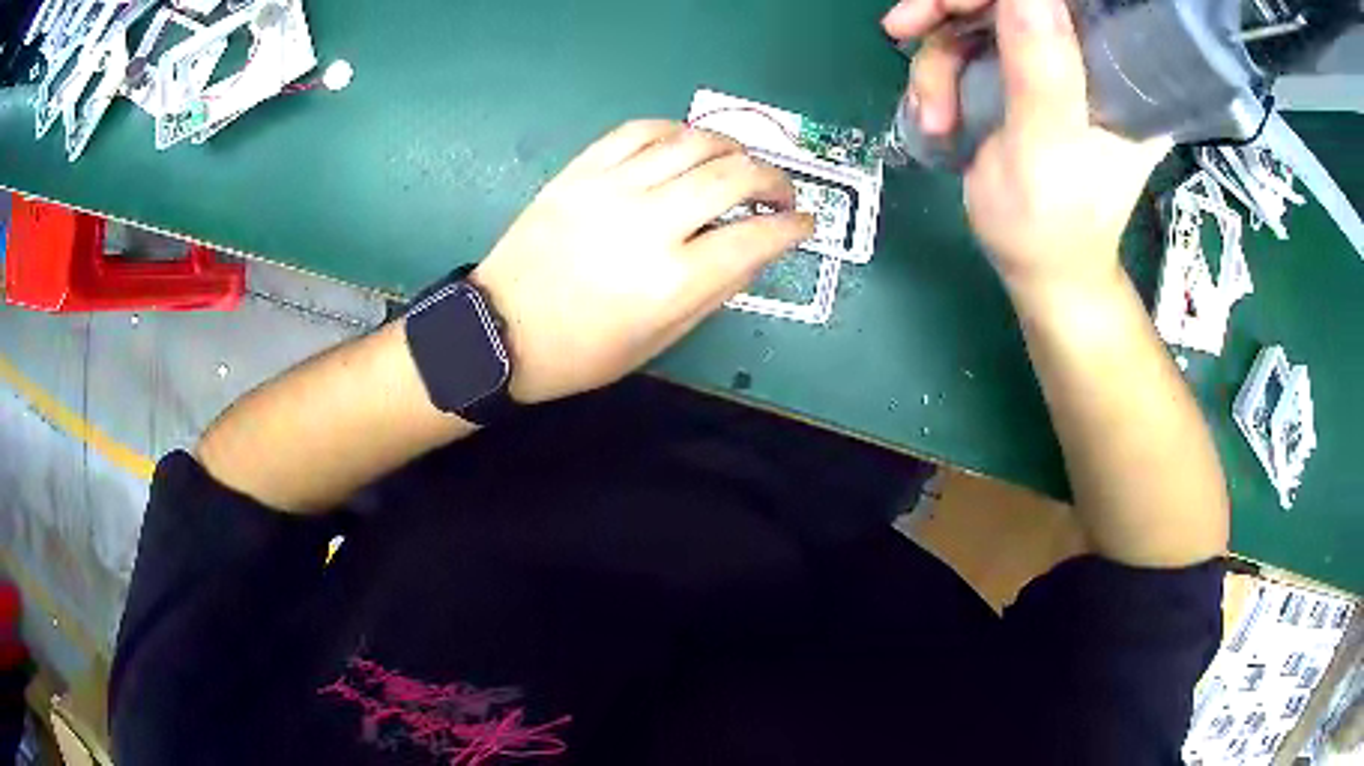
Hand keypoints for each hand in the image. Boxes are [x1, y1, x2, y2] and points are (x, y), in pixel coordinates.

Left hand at [472, 121, 812, 403]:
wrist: (499, 330)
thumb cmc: (581, 352)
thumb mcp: (658, 340)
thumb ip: (713, 292)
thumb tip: (753, 249)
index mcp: (671, 280)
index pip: (756, 237)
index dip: (792, 226)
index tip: (804, 223)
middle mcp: (648, 223)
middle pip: (733, 175)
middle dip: (773, 178)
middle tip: (780, 191)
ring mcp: (611, 188)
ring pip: (692, 142)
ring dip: (731, 147)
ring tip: (739, 163)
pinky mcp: (581, 171)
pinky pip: (639, 130)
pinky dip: (675, 130)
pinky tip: (687, 144)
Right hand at [884, 0, 1168, 297]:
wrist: (1037, 269)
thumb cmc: (1050, 228)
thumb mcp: (1045, 150)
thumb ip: (1041, 70)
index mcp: (1120, 75)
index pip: (1066, 2)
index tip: (954, 5)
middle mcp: (1089, 59)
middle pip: (1013, 1)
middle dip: (950, 14)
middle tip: (904, 29)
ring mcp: (1052, 64)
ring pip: (978, 19)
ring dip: (938, 60)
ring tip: (933, 114)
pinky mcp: (1022, 76)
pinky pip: (967, 45)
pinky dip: (938, 74)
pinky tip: (934, 114)